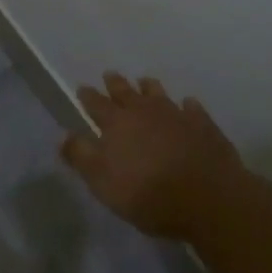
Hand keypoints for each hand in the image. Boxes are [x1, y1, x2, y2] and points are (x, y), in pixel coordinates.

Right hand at [61, 73, 245, 239]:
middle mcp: (144, 111)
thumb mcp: (103, 182)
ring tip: (145, 82)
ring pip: (158, 94)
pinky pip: (192, 109)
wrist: (208, 198)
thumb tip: (63, 136)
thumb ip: (81, 157)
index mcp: (116, 123)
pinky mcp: (203, 125)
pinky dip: (187, 106)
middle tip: (110, 75)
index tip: (82, 88)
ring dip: (149, 88)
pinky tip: (188, 105)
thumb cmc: (148, 194)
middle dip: (115, 83)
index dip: (88, 96)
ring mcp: (175, 115)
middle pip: (126, 92)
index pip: (96, 104)